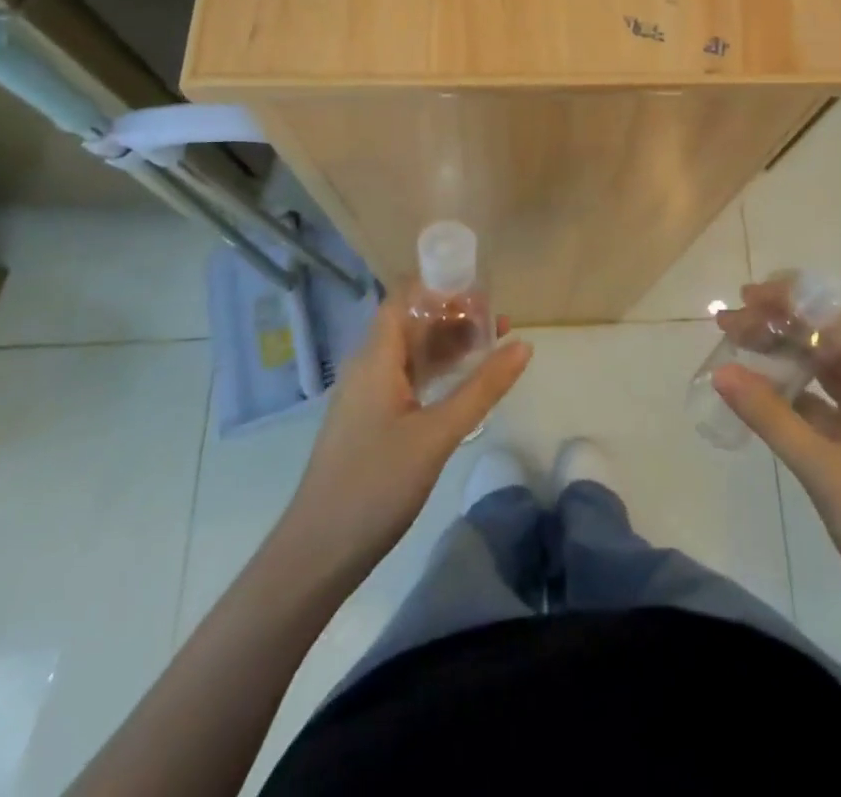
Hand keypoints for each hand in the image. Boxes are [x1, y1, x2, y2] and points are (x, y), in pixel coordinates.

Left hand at [279, 295, 531, 578]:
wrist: (317, 555)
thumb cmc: (375, 485)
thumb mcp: (437, 434)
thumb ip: (482, 388)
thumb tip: (524, 345)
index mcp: (375, 358)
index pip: (404, 298)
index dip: (440, 286)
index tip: (482, 291)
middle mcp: (369, 367)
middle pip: (412, 323)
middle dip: (454, 316)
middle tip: (500, 322)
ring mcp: (368, 396)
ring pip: (412, 353)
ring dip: (449, 345)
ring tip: (493, 347)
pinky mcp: (372, 421)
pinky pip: (408, 379)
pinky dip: (438, 372)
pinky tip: (465, 384)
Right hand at [712, 287, 840, 621]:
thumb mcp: (821, 467)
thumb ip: (770, 416)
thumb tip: (722, 371)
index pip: (835, 318)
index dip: (792, 300)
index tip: (748, 297)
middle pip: (824, 338)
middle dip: (777, 323)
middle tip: (728, 321)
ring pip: (821, 367)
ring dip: (781, 352)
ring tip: (737, 346)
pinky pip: (821, 398)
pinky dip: (790, 388)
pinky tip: (760, 392)